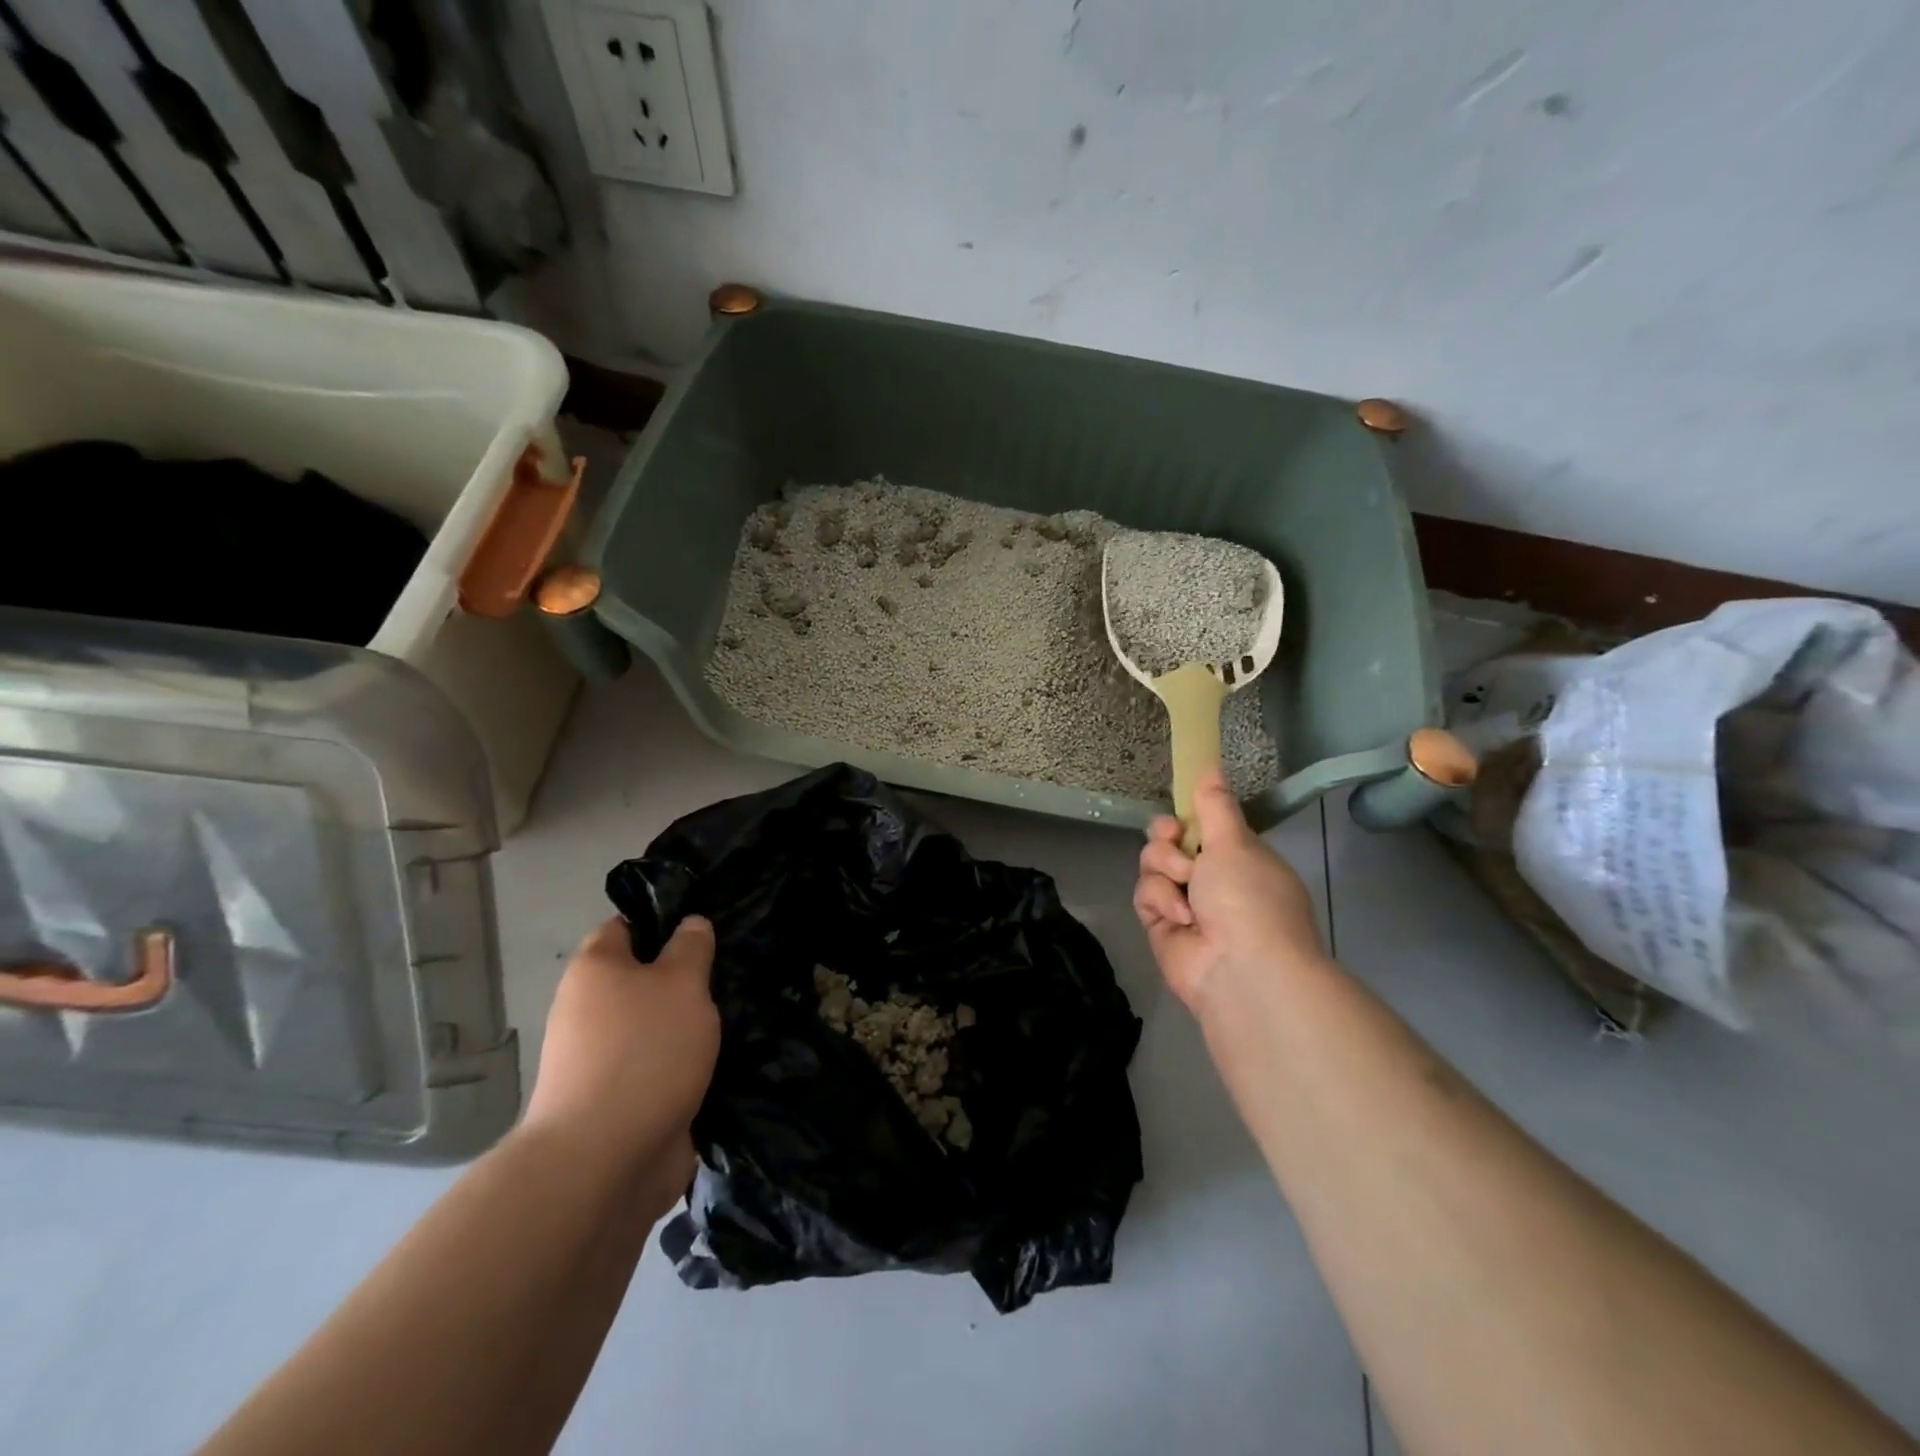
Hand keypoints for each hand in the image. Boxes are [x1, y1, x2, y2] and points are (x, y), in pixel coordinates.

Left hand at [523, 915, 719, 1210]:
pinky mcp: (623, 1101)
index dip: (664, 921)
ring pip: (657, 1025)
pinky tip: (729, 1058)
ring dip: (692, 1025)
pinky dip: (689, 1063)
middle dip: (687, 978)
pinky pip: (663, 1067)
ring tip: (741, 1014)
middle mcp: (590, 1010)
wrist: (605, 1161)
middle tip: (734, 971)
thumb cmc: (644, 1050)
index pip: (626, 927)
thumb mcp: (681, 982)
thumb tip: (691, 923)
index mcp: (595, 970)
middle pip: (644, 979)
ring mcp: (604, 1060)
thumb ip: (691, 948)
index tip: (707, 927)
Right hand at [1133, 768, 1324, 1011]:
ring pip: (1152, 865)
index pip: (1203, 826)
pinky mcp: (1161, 925)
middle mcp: (1211, 879)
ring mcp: (1185, 903)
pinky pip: (1145, 894)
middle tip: (1175, 840)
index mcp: (1238, 858)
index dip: (1188, 817)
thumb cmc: (1249, 897)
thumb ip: (1214, 804)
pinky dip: (1160, 901)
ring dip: (1166, 870)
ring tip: (1186, 888)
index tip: (1182, 812)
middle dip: (1168, 839)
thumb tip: (1211, 762)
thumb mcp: (1235, 842)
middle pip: (1169, 841)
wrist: (1242, 969)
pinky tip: (1180, 917)